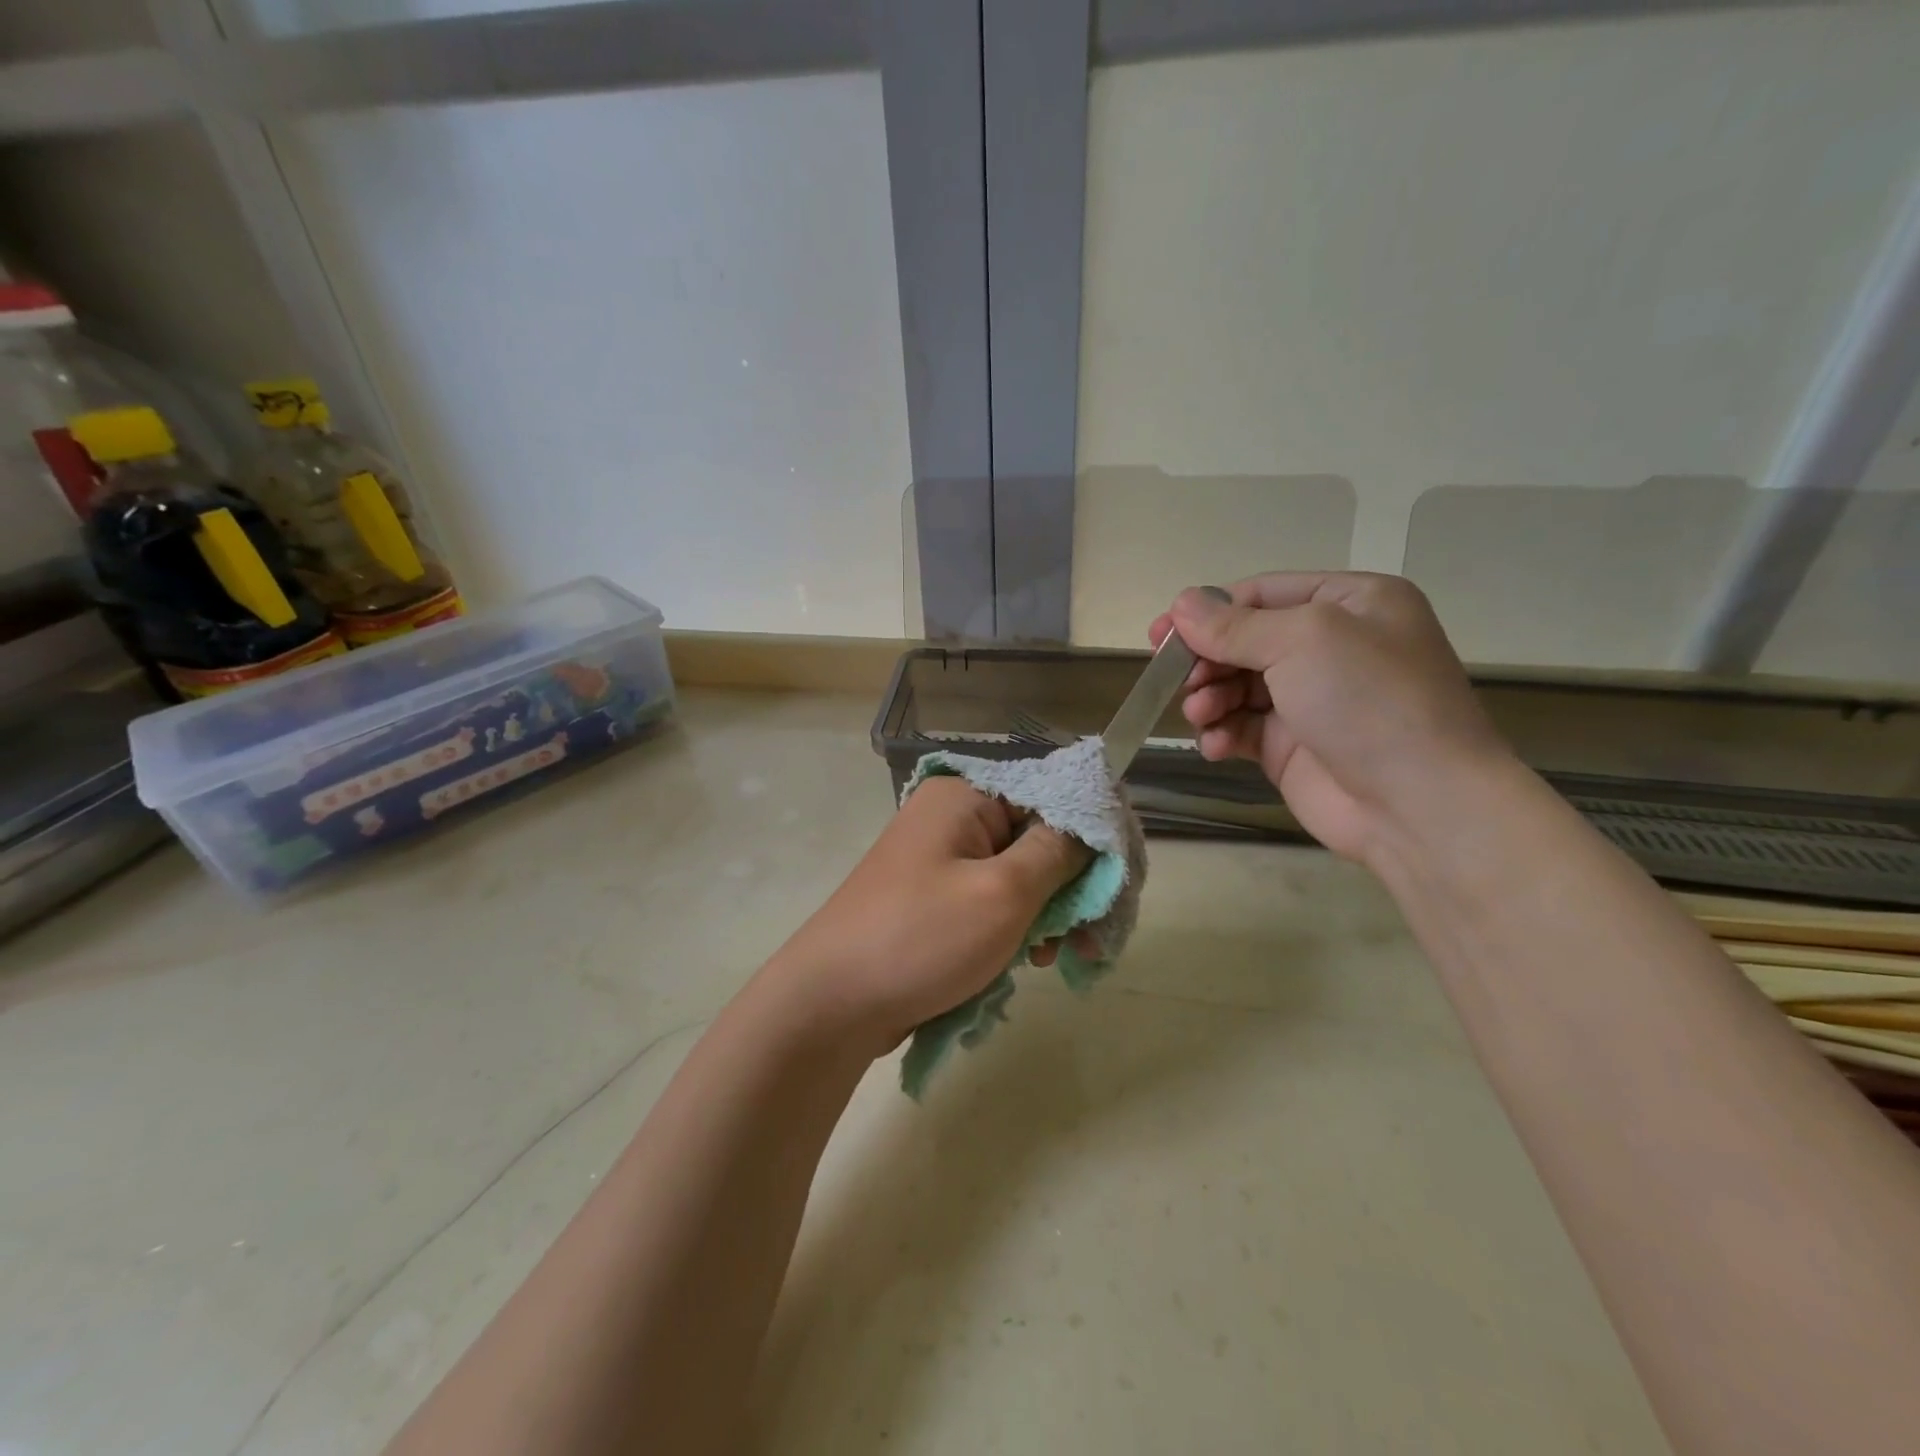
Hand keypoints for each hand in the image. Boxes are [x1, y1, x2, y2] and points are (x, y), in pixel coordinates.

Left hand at [767, 777, 1092, 1054]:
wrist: (830, 1005)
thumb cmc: (921, 939)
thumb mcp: (1003, 893)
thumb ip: (1058, 852)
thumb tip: (1092, 821)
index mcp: (965, 796)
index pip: (1051, 792)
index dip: (1094, 833)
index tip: (1124, 880)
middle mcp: (953, 818)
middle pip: (1039, 837)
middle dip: (1073, 887)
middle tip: (1096, 937)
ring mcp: (941, 860)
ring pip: (1020, 875)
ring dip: (1048, 915)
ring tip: (1062, 959)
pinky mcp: (936, 900)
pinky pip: (993, 901)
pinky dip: (1017, 929)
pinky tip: (1030, 962)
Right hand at [1149, 572, 1515, 866]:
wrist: (1418, 804)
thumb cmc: (1368, 700)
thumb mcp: (1303, 640)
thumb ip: (1235, 625)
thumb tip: (1180, 604)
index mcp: (1348, 603)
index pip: (1260, 594)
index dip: (1207, 611)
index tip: (1160, 634)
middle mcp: (1330, 646)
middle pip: (1243, 641)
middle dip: (1206, 659)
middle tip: (1176, 680)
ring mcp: (1310, 699)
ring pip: (1236, 686)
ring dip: (1209, 698)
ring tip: (1201, 715)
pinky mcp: (1292, 746)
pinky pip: (1241, 728)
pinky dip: (1222, 733)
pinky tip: (1216, 746)